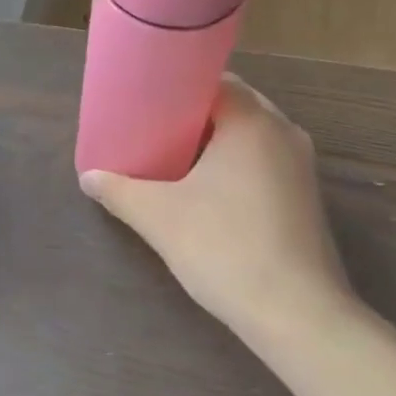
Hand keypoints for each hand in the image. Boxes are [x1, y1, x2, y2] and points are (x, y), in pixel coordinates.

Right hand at [79, 76, 351, 327]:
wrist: (296, 314)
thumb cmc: (225, 248)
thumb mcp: (159, 217)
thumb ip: (120, 191)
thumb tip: (89, 178)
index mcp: (252, 121)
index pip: (214, 80)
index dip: (178, 87)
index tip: (148, 101)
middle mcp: (284, 132)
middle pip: (234, 106)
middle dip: (194, 116)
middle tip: (154, 130)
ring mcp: (301, 167)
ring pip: (251, 137)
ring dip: (216, 143)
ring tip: (175, 159)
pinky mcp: (307, 198)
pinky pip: (265, 164)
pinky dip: (236, 166)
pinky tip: (209, 193)